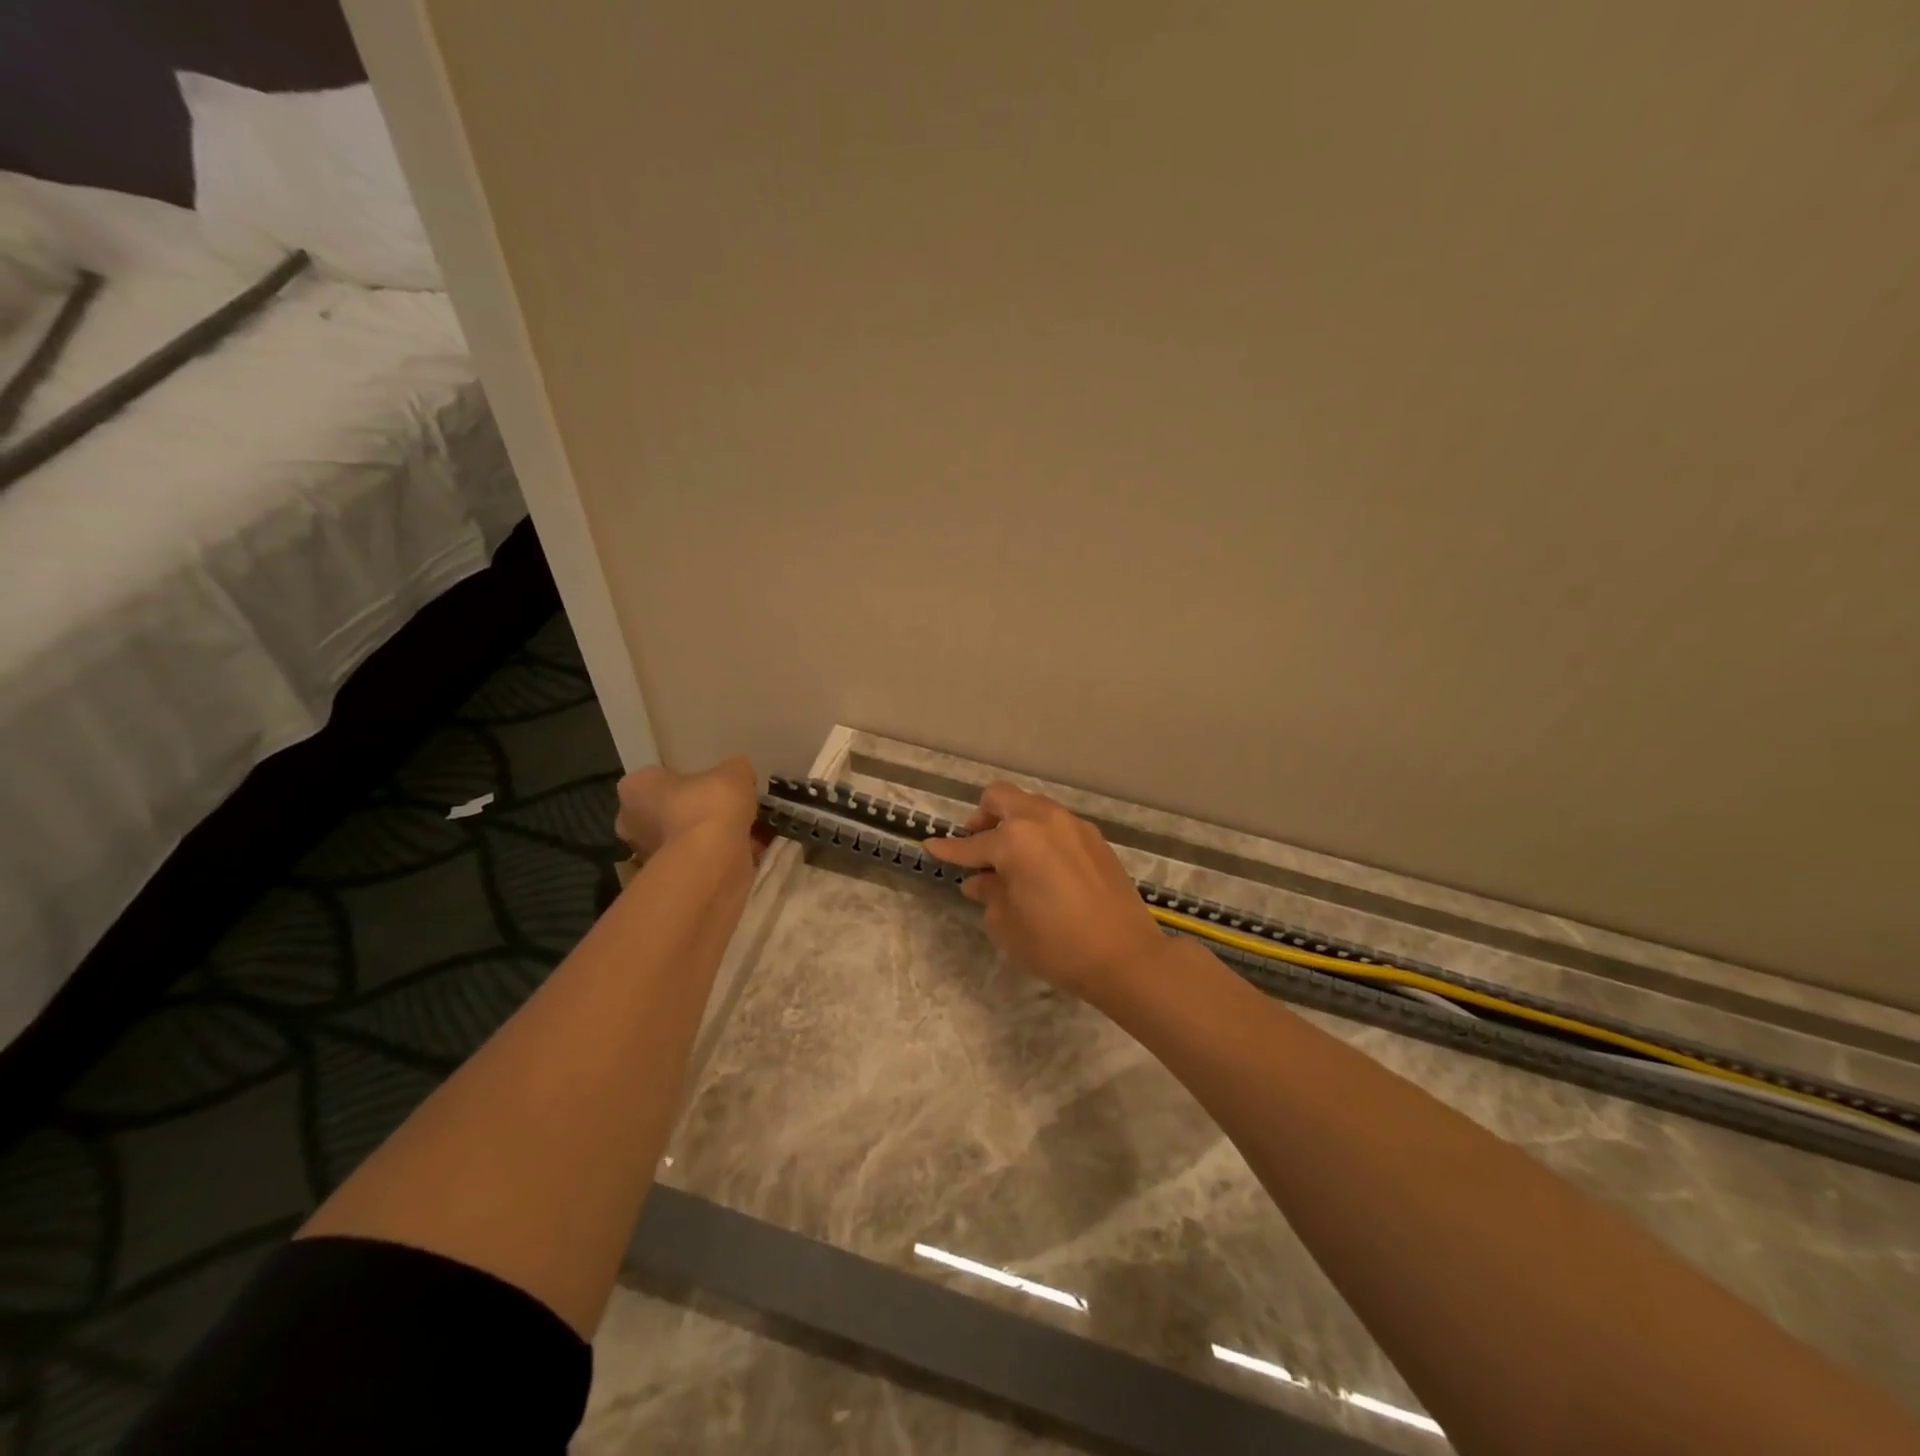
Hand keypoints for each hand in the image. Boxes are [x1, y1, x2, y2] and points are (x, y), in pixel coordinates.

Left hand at [614, 756, 758, 862]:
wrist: (713, 861)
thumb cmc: (710, 805)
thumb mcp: (734, 772)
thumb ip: (734, 770)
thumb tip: (738, 775)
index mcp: (635, 788)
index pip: (655, 779)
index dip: (683, 781)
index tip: (708, 785)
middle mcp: (630, 822)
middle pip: (665, 812)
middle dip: (691, 813)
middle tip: (724, 810)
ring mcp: (646, 856)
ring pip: (680, 840)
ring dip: (704, 838)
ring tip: (740, 832)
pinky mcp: (668, 881)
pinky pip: (694, 862)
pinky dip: (714, 858)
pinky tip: (742, 852)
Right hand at [923, 783, 1167, 997]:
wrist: (1125, 956)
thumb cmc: (1056, 944)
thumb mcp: (1008, 925)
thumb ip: (989, 893)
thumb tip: (979, 880)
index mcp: (1015, 839)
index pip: (971, 844)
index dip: (949, 849)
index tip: (931, 846)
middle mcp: (1043, 820)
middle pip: (1002, 798)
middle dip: (982, 817)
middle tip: (976, 844)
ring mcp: (1073, 826)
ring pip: (1032, 807)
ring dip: (1013, 822)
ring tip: (1009, 857)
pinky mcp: (1095, 839)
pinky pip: (1056, 824)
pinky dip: (1039, 834)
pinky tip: (1041, 866)